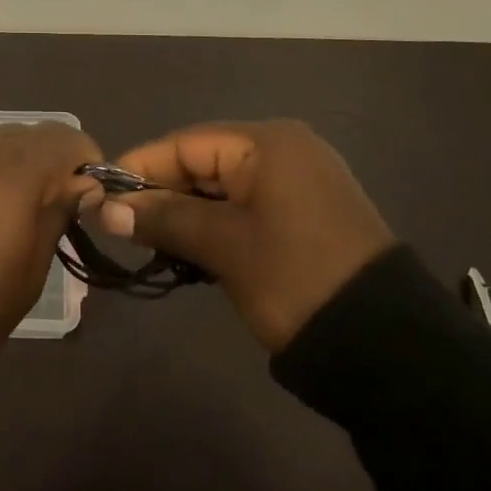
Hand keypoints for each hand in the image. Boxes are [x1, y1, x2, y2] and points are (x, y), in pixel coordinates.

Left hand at [0, 124, 102, 364]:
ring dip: (12, 164)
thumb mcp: (29, 274)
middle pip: (31, 135)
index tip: (85, 199)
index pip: (68, 139)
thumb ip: (57, 215)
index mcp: (16, 172)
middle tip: (48, 208)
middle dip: (48, 163)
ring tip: (4, 210)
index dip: (85, 165)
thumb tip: (81, 187)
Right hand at [104, 120, 395, 351]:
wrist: (390, 347)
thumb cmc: (296, 280)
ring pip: (223, 185)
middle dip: (161, 192)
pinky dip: (217, 222)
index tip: (100, 197)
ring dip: (187, 211)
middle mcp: (285, 148)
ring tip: (151, 240)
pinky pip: (247, 203)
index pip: (184, 143)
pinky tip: (193, 247)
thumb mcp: (224, 246)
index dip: (138, 168)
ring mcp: (301, 180)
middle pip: (203, 161)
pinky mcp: (309, 211)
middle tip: (122, 226)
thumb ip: (163, 218)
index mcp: (268, 142)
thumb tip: (104, 208)